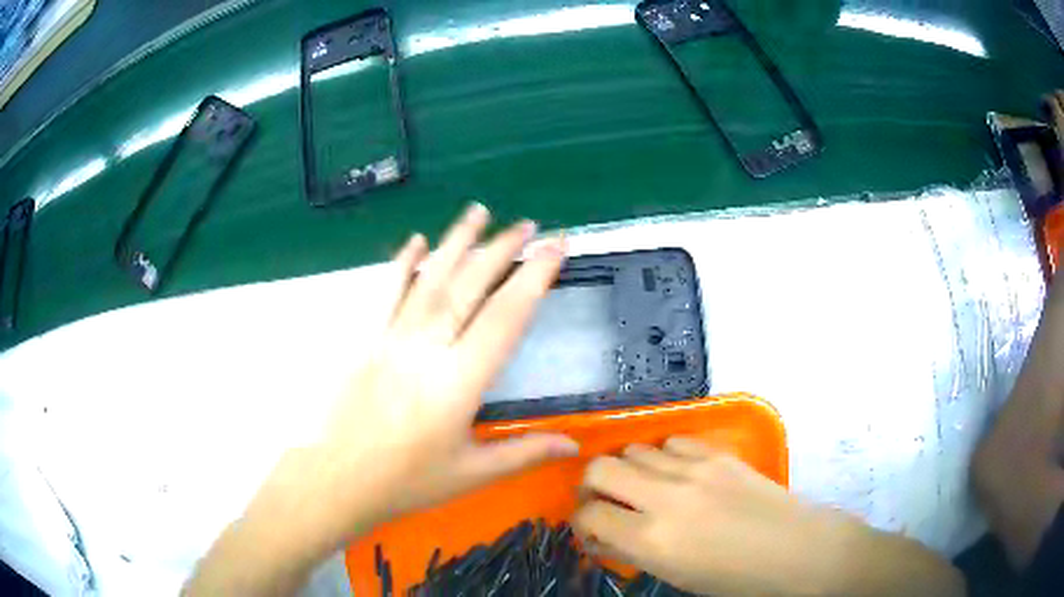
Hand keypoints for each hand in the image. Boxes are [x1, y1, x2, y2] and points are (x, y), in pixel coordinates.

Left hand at [185, 205, 578, 595]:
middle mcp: (426, 349)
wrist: (335, 480)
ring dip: (456, 243)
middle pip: (468, 288)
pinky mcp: (365, 340)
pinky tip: (416, 241)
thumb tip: (573, 443)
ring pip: (429, 280)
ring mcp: (390, 339)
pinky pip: (385, 294)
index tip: (554, 247)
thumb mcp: (471, 474)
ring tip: (478, 212)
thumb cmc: (405, 482)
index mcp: (458, 383)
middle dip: (501, 251)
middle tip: (527, 224)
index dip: (534, 278)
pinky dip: (402, 264)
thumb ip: (524, 453)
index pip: (505, 318)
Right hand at [573, 438, 883, 595]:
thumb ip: (634, 551)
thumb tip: (605, 534)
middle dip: (592, 486)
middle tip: (605, 503)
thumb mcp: (676, 576)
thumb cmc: (735, 579)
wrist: (797, 550)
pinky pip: (672, 441)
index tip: (591, 530)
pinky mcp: (718, 454)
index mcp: (652, 540)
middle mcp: (665, 497)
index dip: (581, 522)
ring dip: (627, 468)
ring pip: (633, 448)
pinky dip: (661, 456)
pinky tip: (675, 474)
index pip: (589, 514)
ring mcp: (694, 469)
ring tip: (642, 488)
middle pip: (600, 468)